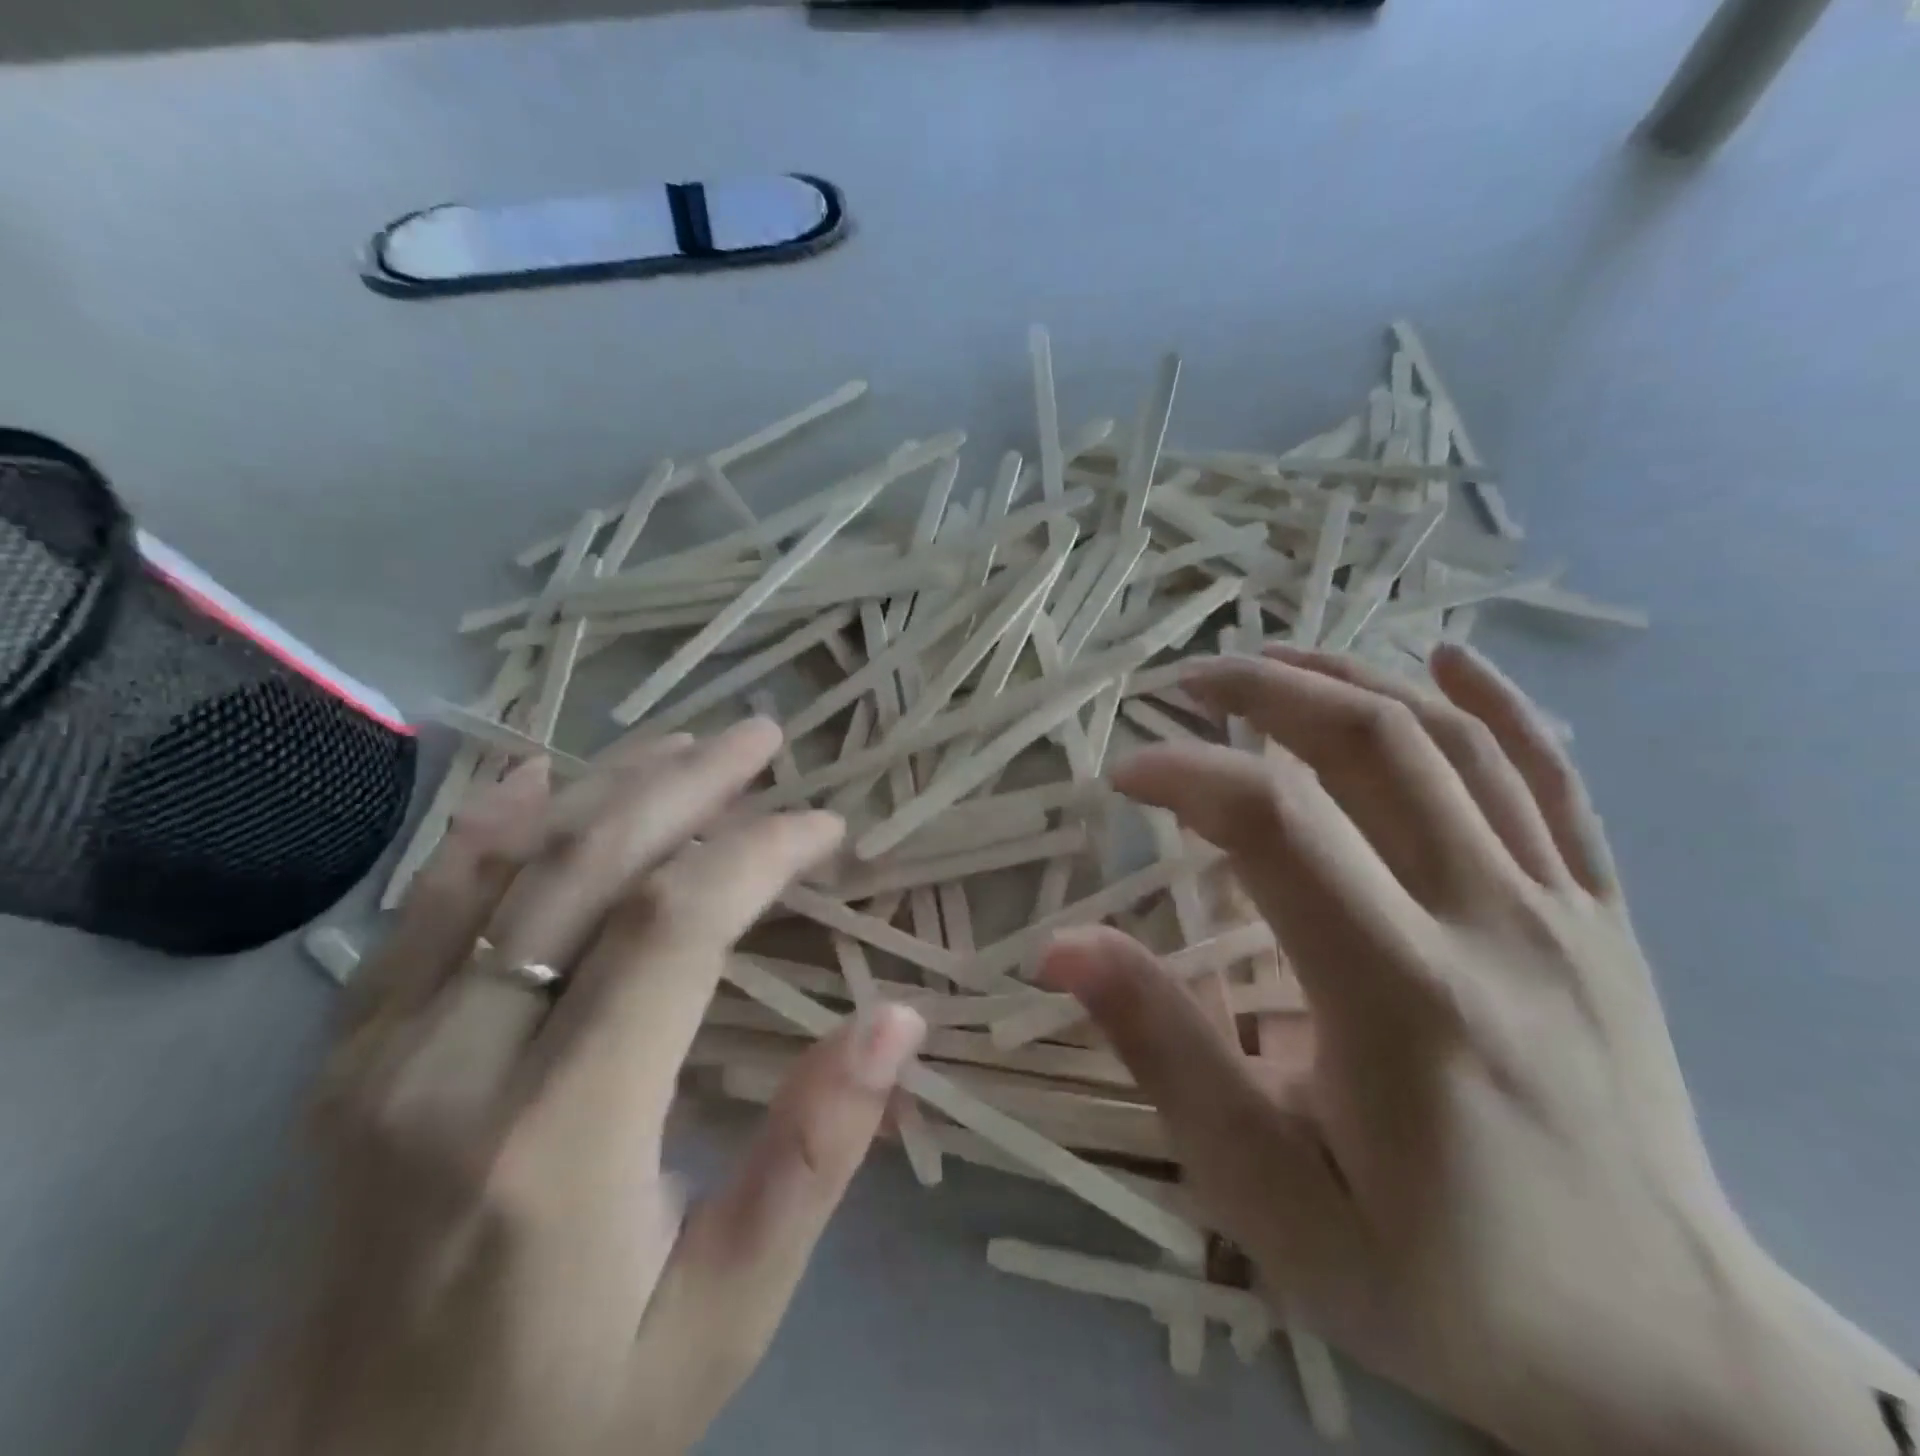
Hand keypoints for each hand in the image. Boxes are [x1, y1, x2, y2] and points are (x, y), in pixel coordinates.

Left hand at [190, 719, 925, 1455]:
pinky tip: (537, 772)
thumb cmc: (550, 1427)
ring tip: (687, 741)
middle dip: (691, 784)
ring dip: (609, 785)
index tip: (826, 829)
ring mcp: (380, 1051)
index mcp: (558, 1141)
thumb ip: (811, 1161)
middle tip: (765, 739)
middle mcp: (453, 1067)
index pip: (674, 929)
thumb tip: (896, 1020)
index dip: (759, 852)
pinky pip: (420, 905)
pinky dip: (488, 823)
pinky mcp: (345, 1054)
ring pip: (509, 865)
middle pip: (589, 867)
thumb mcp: (717, 1323)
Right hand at [1044, 644, 1909, 1455]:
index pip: (1275, 826)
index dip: (1185, 774)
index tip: (1124, 771)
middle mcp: (1491, 924)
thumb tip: (1063, 947)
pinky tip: (1443, 657)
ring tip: (1270, 657)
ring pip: (1453, 741)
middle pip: (1370, 746)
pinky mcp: (1604, 917)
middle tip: (1184, 682)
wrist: (1665, 1357)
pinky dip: (1495, 704)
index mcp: (1401, 996)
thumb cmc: (1444, 1284)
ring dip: (1349, 677)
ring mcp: (1563, 910)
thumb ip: (1164, 1054)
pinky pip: (1557, 779)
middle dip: (1262, 690)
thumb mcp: (1270, 1197)